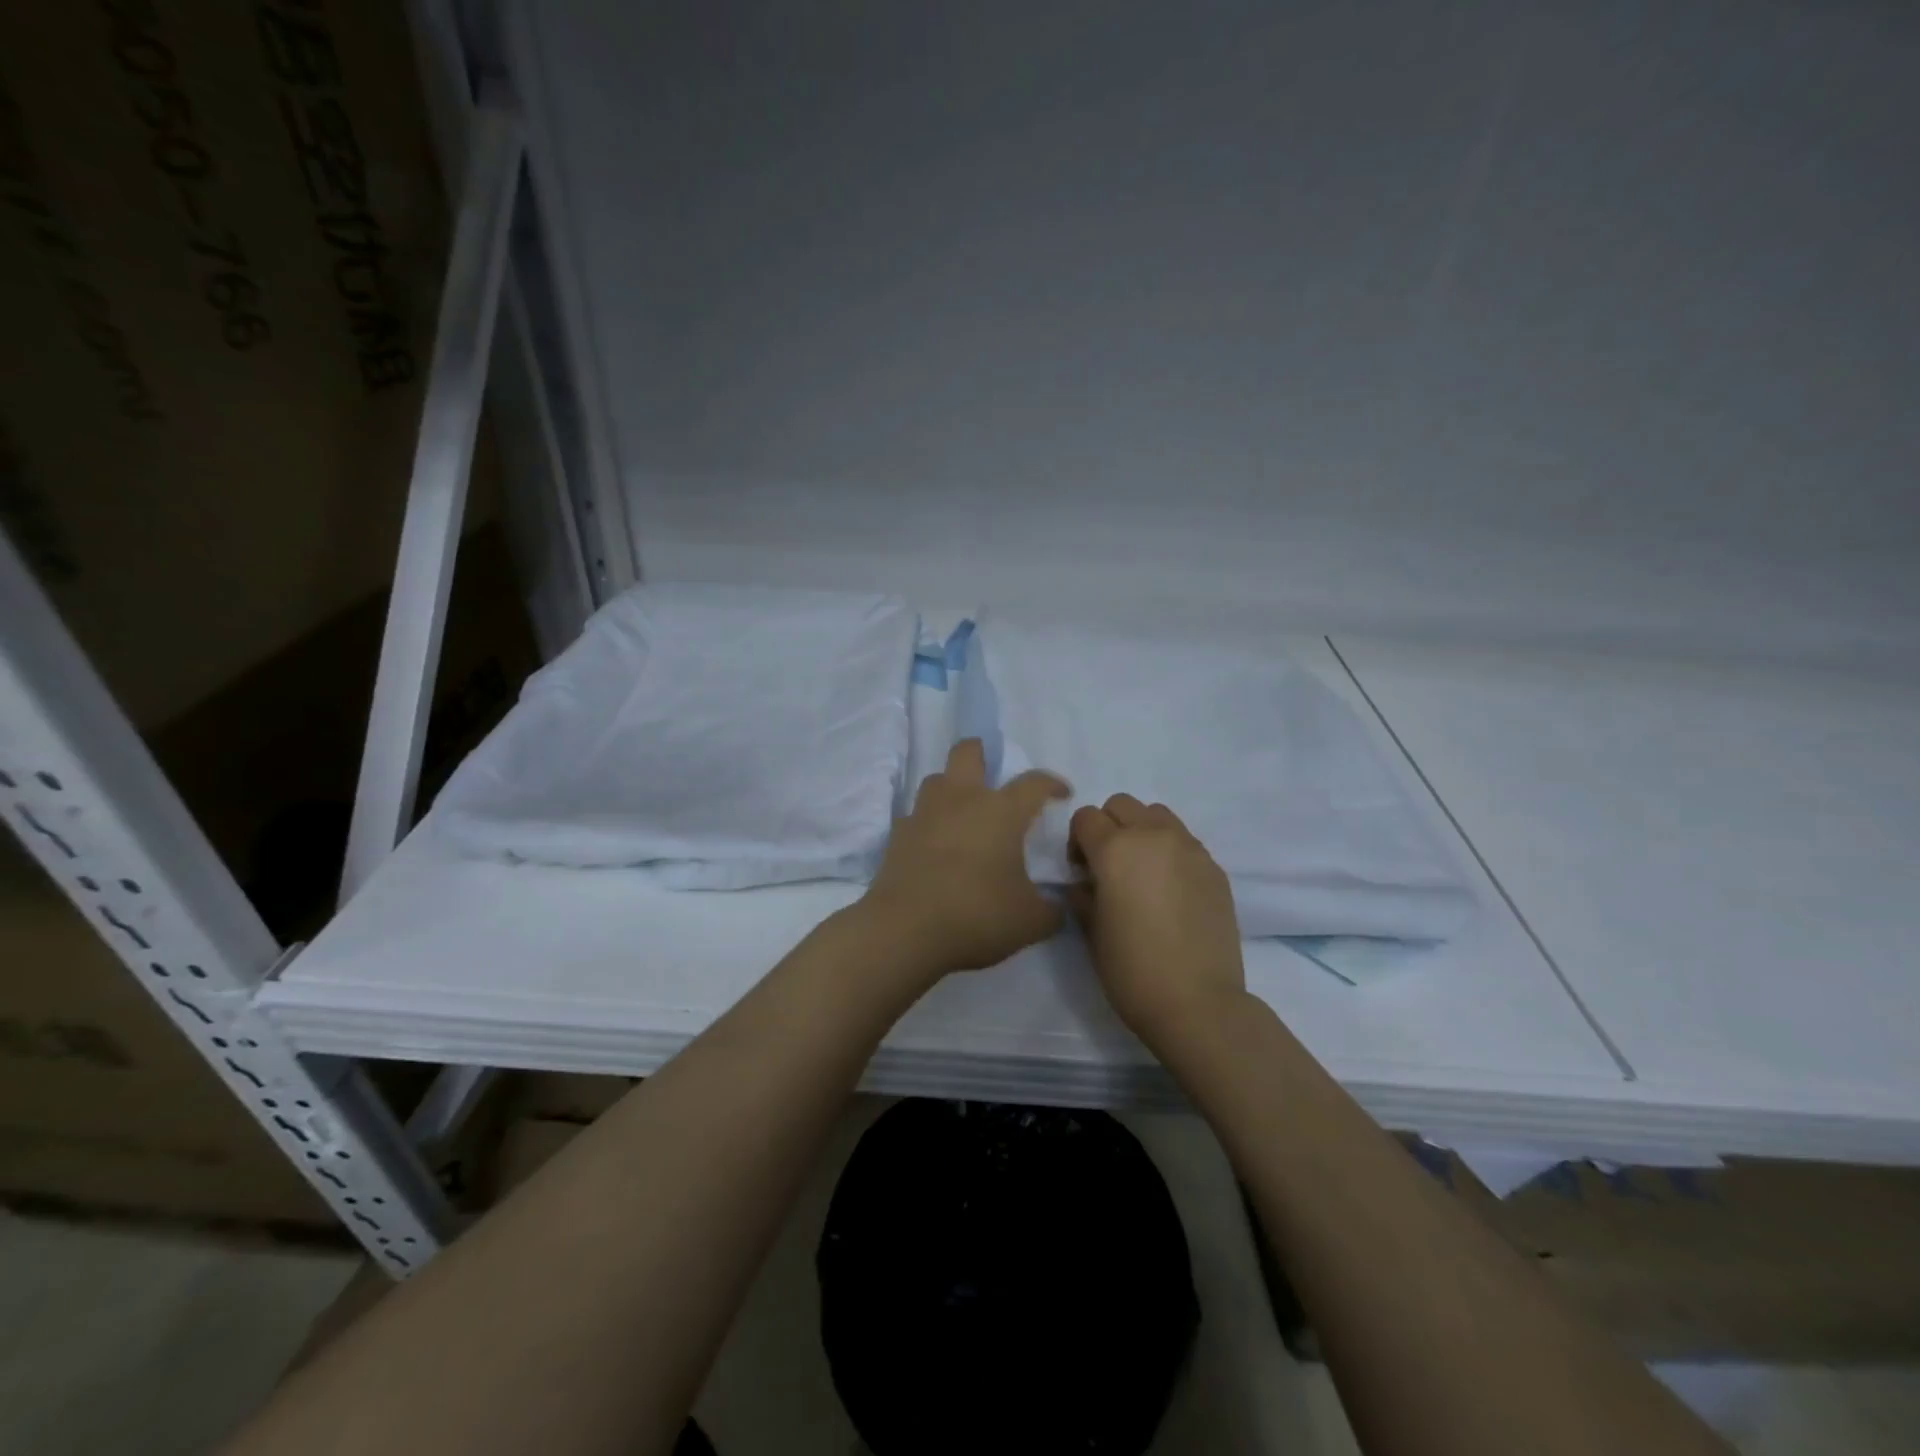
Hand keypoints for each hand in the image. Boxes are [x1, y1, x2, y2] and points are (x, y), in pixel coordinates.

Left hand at [862, 739, 1069, 978]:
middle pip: (967, 752)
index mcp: (1001, 811)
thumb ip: (1052, 909)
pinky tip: (935, 843)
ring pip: (937, 779)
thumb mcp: (1030, 920)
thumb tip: (1059, 905)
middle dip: (982, 752)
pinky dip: (929, 822)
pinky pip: (916, 815)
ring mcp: (925, 814)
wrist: (905, 930)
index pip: (1033, 783)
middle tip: (993, 771)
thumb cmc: (977, 915)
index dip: (1051, 783)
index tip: (1061, 794)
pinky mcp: (898, 835)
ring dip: (952, 786)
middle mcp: (962, 800)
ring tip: (964, 810)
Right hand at [1068, 795, 1246, 1043]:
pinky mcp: (1214, 867)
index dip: (1077, 841)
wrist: (1198, 1003)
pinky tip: (1170, 889)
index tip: (1082, 872)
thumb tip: (1085, 881)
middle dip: (1108, 827)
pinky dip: (1170, 850)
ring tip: (1143, 871)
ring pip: (1157, 814)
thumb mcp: (1091, 931)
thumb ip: (1082, 894)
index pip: (1085, 817)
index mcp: (1115, 849)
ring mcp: (1189, 848)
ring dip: (1142, 831)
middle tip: (1109, 867)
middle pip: (1122, 805)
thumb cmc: (1132, 970)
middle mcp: (1153, 836)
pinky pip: (1184, 840)